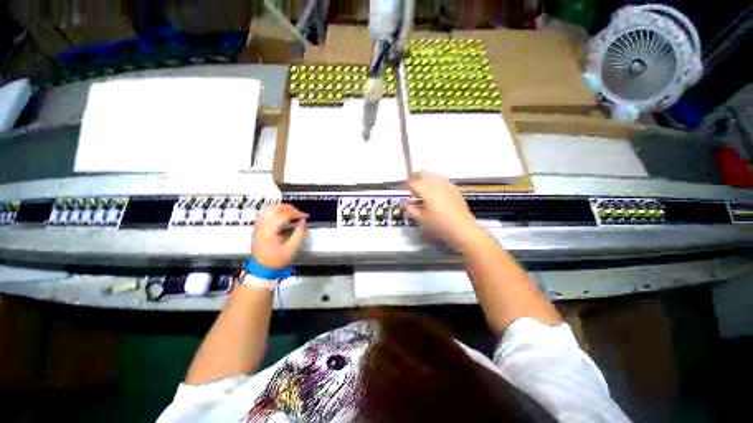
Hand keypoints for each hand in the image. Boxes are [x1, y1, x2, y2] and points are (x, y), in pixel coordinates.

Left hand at [252, 204, 307, 268]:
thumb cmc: (275, 261)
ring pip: (270, 207)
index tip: (304, 217)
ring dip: (282, 207)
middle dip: (290, 208)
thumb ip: (299, 234)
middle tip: (299, 214)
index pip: (285, 213)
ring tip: (291, 213)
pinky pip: (264, 212)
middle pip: (277, 208)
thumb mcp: (291, 249)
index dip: (297, 213)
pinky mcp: (257, 226)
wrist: (261, 268)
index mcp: (271, 228)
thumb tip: (303, 222)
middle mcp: (263, 223)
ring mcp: (259, 224)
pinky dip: (273, 209)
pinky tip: (279, 214)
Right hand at [404, 172, 481, 248]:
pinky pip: (444, 181)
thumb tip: (406, 204)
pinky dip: (437, 183)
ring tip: (424, 187)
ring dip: (427, 178)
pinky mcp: (455, 190)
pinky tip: (437, 192)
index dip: (406, 184)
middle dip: (416, 177)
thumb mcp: (423, 220)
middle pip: (424, 174)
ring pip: (435, 176)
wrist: (463, 229)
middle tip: (412, 184)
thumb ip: (412, 210)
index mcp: (428, 191)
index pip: (413, 182)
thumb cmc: (443, 225)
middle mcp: (438, 185)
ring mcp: (448, 186)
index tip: (404, 187)